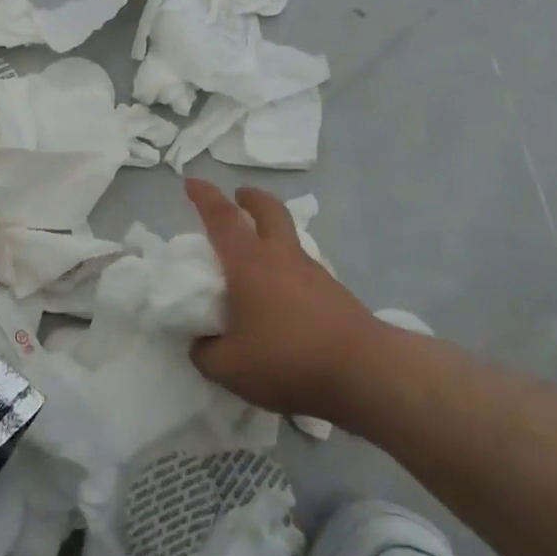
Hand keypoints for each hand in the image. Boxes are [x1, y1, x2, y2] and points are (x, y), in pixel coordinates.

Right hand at [186, 178, 381, 419]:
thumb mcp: (229, 368)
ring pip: (289, 237)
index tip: (191, 182)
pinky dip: (288, 269)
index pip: (221, 217)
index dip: (204, 196)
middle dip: (251, 198)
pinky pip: (303, 268)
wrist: (365, 373)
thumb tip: (201, 343)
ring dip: (272, 233)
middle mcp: (280, 256)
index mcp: (248, 262)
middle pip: (269, 210)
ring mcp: (312, 272)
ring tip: (257, 257)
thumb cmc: (288, 359)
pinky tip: (282, 299)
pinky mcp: (334, 293)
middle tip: (239, 198)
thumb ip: (205, 352)